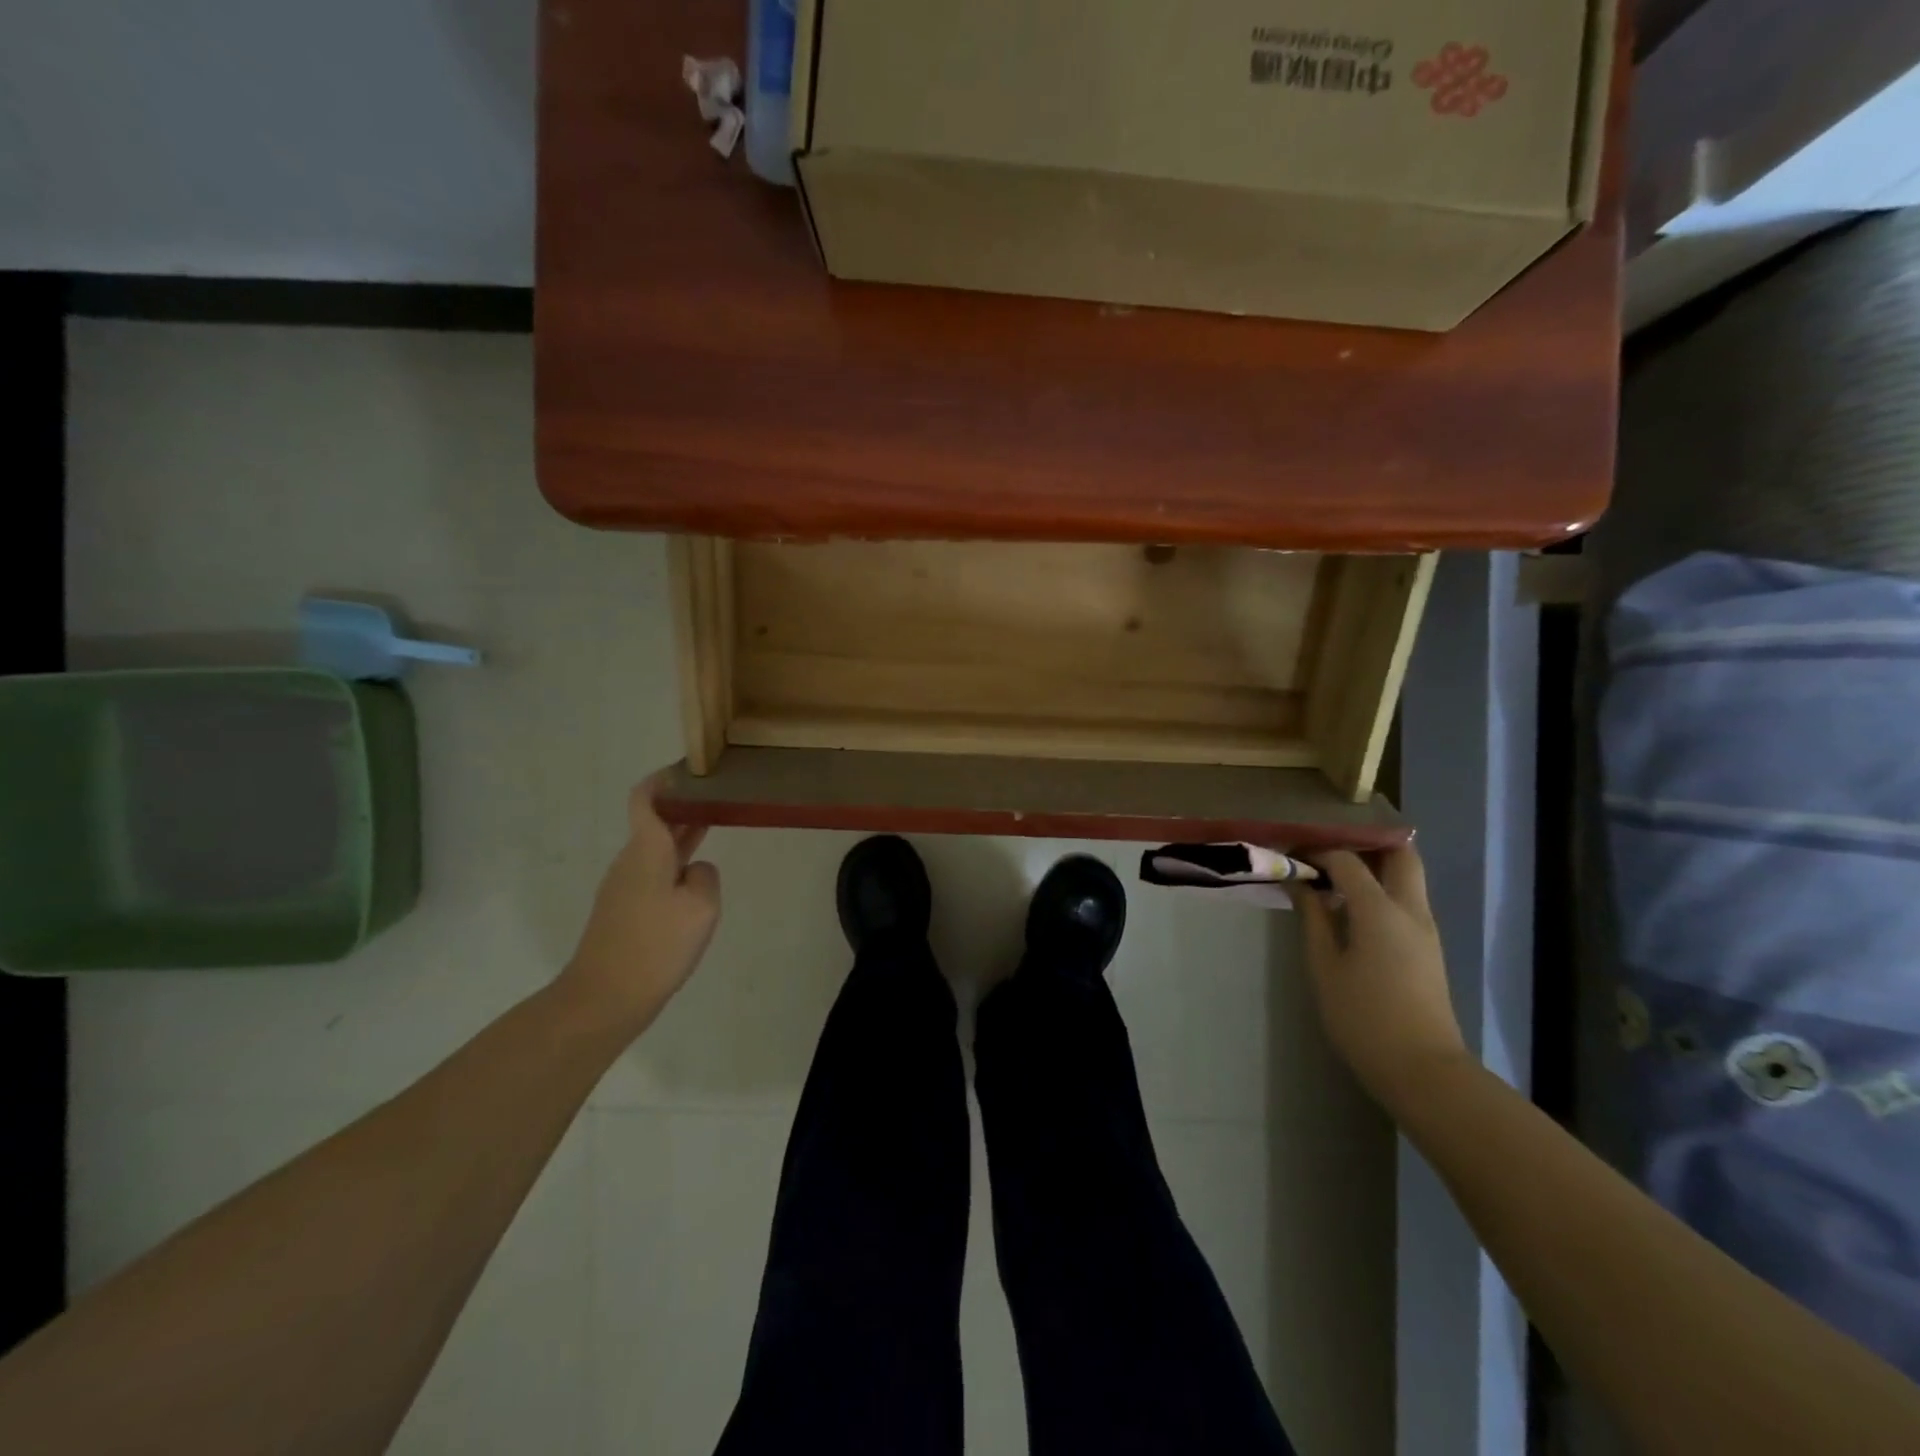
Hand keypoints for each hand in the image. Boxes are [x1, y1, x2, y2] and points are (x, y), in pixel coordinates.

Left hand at [558, 774, 721, 1038]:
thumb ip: (706, 877)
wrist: (603, 999)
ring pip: (655, 852)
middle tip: (718, 800)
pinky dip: (674, 869)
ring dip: (681, 841)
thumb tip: (696, 871)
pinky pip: (652, 878)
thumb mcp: (701, 907)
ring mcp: (621, 889)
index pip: (645, 799)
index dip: (662, 780)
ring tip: (713, 836)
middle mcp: (630, 862)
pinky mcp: (621, 914)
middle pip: (654, 824)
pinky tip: (694, 890)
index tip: (688, 772)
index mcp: (646, 850)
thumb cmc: (656, 945)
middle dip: (683, 810)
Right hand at [1289, 847, 1468, 1113]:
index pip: (1347, 860)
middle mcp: (1411, 909)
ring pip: (1408, 875)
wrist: (1422, 1070)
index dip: (1317, 850)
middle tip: (1327, 850)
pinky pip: (1406, 898)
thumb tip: (1300, 882)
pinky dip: (1381, 887)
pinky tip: (1350, 905)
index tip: (1290, 851)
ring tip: (1332, 874)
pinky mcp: (1428, 946)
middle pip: (1400, 854)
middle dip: (1364, 843)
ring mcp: (1425, 928)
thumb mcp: (1324, 966)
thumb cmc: (1363, 1018)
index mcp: (1381, 910)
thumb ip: (1313, 917)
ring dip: (1374, 865)